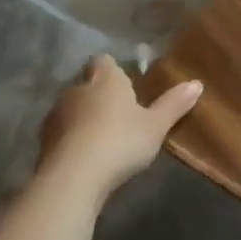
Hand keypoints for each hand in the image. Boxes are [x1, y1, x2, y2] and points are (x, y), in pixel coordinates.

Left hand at [35, 55, 202, 202]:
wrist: (73, 178)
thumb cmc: (120, 141)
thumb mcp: (156, 125)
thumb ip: (174, 104)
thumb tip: (197, 83)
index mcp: (105, 79)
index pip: (104, 61)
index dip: (113, 69)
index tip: (125, 81)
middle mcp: (76, 89)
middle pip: (86, 83)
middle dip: (98, 93)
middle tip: (118, 111)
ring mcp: (55, 115)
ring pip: (71, 108)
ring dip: (82, 117)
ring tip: (102, 136)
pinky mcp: (42, 142)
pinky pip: (60, 132)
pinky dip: (71, 139)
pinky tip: (85, 155)